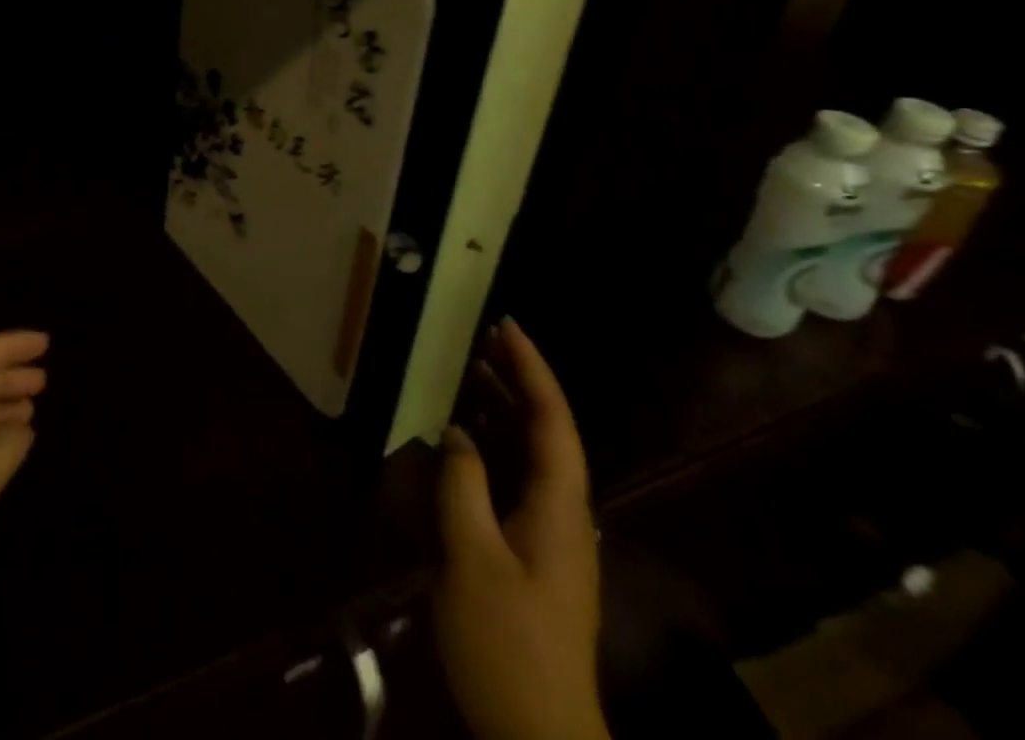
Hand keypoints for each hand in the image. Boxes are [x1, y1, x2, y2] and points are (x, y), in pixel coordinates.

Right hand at [434, 318, 607, 739]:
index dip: (532, 369)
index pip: (553, 420)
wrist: (540, 739)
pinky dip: (498, 448)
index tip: (507, 326)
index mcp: (560, 508)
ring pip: (535, 456)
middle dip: (521, 380)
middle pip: (549, 431)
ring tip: (474, 372)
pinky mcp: (538, 558)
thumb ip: (464, 487)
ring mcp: (555, 538)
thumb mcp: (471, 560)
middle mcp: (566, 514)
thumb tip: (458, 433)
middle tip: (485, 337)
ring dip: (508, 411)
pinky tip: (471, 443)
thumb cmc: (507, 645)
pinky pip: (521, 481)